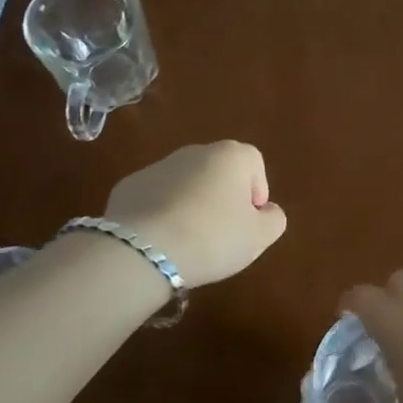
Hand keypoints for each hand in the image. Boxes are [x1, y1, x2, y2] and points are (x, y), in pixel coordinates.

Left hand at [104, 141, 286, 287]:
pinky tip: (159, 241)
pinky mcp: (128, 185)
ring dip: (190, 204)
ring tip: (187, 241)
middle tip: (220, 233)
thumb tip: (267, 211)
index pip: (254, 164)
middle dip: (222, 197)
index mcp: (231, 156)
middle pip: (218, 171)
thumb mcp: (259, 237)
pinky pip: (155, 197)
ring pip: (185, 183)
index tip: (248, 222)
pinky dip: (160, 212)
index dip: (256, 193)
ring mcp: (158, 166)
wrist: (143, 250)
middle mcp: (195, 151)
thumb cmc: (213, 238)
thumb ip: (273, 220)